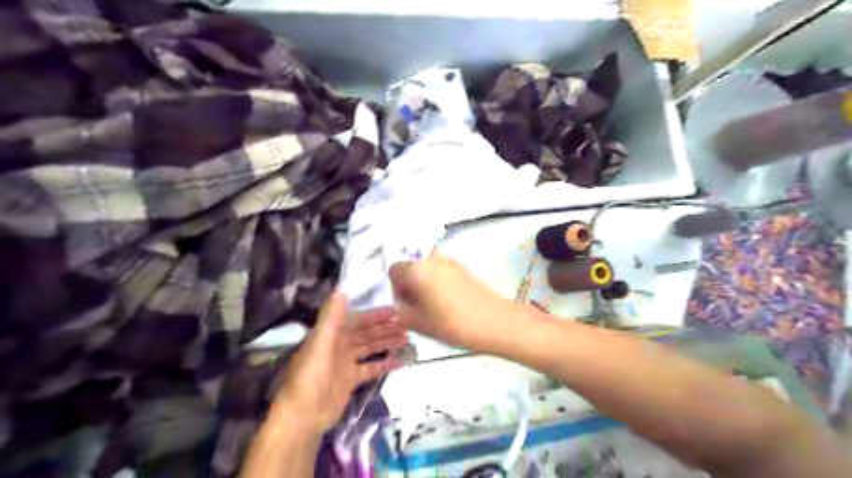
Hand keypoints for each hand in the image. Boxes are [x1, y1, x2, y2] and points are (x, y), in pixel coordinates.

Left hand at [273, 291, 404, 433]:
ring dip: (387, 342)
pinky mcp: (350, 381)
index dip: (375, 315)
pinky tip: (400, 361)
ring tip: (407, 338)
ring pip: (370, 348)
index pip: (357, 320)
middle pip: (366, 333)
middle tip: (407, 324)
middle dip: (385, 328)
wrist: (303, 416)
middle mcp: (339, 346)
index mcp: (331, 335)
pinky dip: (384, 364)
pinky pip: (371, 368)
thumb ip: (332, 317)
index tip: (395, 310)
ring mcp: (345, 364)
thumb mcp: (320, 343)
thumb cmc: (310, 376)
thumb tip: (341, 290)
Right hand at [388, 256, 526, 352]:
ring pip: (427, 271)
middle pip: (411, 268)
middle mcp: (432, 259)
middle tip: (420, 310)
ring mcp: (450, 262)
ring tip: (436, 309)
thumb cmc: (452, 323)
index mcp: (417, 269)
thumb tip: (401, 305)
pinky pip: (442, 273)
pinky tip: (451, 304)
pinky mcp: (464, 268)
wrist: (495, 321)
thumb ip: (401, 312)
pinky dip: (440, 285)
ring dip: (425, 286)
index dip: (396, 288)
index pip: (394, 270)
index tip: (407, 306)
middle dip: (411, 286)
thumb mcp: (418, 324)